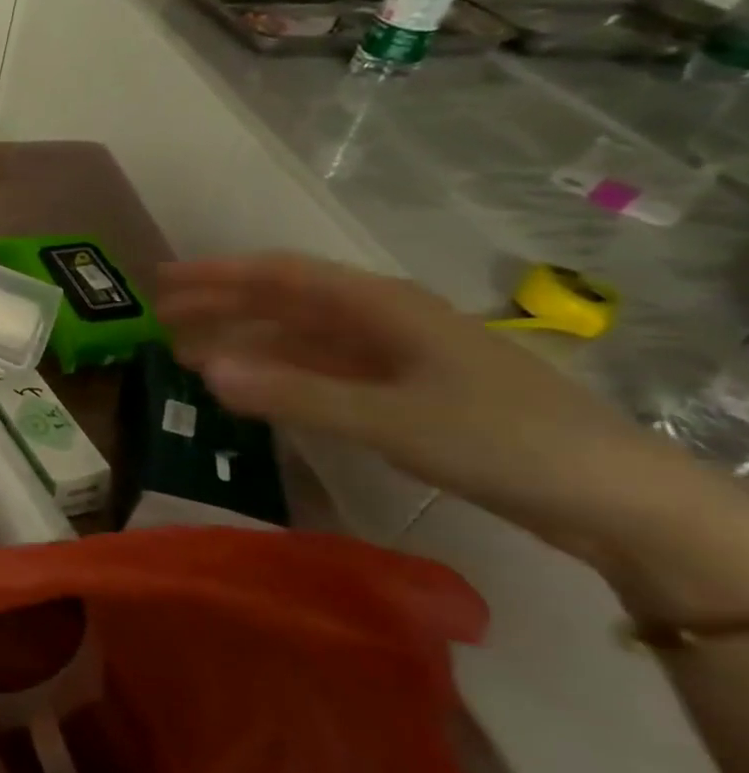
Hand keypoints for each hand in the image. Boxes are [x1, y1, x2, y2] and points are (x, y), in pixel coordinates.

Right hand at [156, 254, 672, 564]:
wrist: (612, 497)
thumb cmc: (500, 440)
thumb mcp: (389, 418)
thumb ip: (293, 394)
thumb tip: (205, 371)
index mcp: (379, 305)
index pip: (280, 276)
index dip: (218, 275)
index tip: (162, 282)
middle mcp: (380, 320)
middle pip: (283, 302)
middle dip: (220, 307)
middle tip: (160, 320)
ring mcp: (391, 356)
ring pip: (298, 337)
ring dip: (243, 342)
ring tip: (188, 356)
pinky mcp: (400, 392)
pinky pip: (319, 370)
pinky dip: (278, 374)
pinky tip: (251, 388)